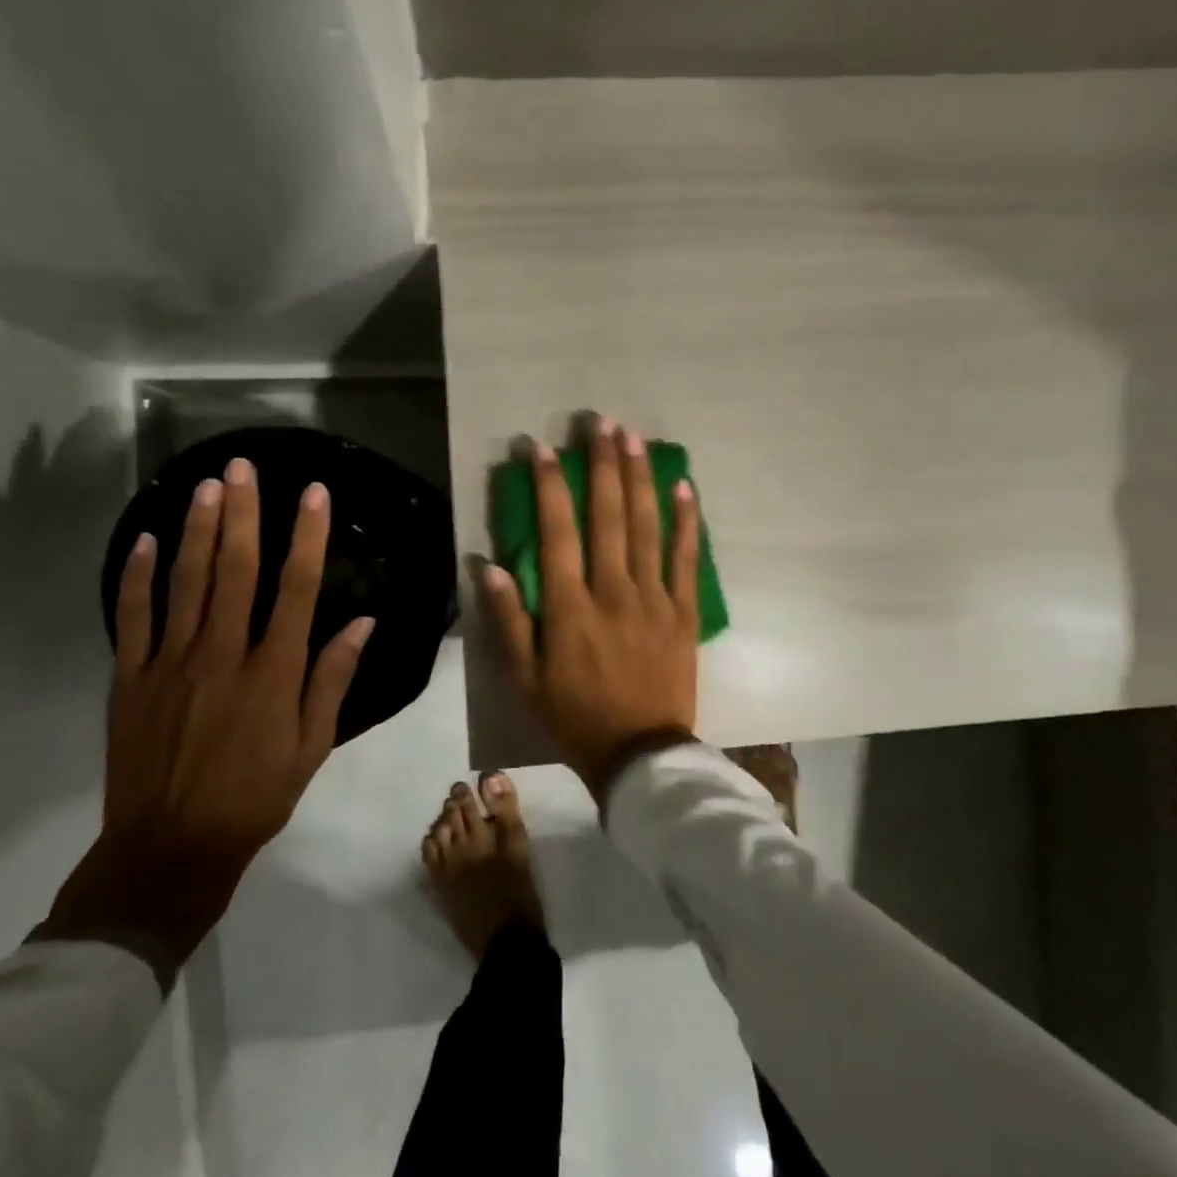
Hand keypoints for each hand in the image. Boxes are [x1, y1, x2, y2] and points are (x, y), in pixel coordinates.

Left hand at [39, 457, 373, 984]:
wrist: (172, 846)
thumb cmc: (256, 796)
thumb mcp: (313, 745)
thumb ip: (333, 679)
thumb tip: (362, 622)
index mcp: (274, 671)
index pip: (296, 588)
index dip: (308, 537)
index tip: (314, 494)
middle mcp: (223, 653)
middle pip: (235, 570)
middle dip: (243, 513)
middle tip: (245, 467)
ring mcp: (171, 662)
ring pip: (185, 581)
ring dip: (196, 529)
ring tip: (206, 485)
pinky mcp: (131, 677)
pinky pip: (133, 616)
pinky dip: (138, 576)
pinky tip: (146, 539)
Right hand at [482, 418, 700, 797]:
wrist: (641, 755)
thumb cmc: (575, 717)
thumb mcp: (525, 678)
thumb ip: (508, 620)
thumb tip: (488, 564)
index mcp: (571, 608)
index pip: (557, 532)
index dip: (547, 486)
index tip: (540, 447)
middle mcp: (614, 592)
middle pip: (608, 516)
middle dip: (602, 465)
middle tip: (600, 422)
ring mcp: (655, 599)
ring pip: (647, 527)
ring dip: (640, 478)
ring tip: (634, 437)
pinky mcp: (685, 612)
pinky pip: (687, 558)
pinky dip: (688, 521)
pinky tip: (685, 486)